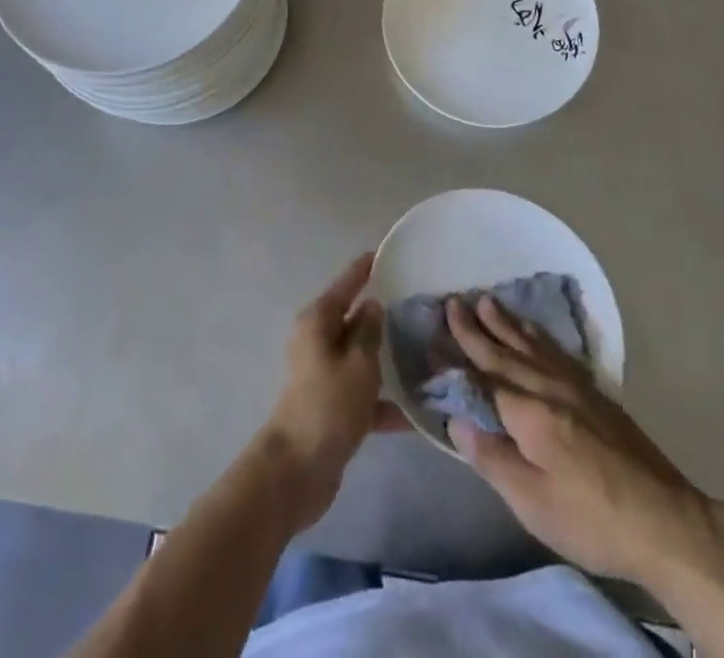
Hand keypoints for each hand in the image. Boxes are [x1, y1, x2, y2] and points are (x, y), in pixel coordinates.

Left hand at [257, 253, 405, 530]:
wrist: (297, 472)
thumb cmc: (329, 405)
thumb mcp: (358, 363)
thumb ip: (369, 332)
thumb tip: (372, 306)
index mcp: (318, 322)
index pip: (346, 285)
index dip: (364, 269)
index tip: (384, 253)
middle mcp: (318, 342)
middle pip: (354, 320)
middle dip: (382, 316)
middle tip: (418, 305)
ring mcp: (324, 376)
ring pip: (361, 358)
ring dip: (387, 361)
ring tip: (425, 354)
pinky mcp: (332, 408)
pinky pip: (363, 395)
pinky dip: (384, 403)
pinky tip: (417, 414)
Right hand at [446, 296, 723, 595]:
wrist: (664, 520)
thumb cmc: (591, 519)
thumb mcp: (533, 503)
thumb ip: (493, 458)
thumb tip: (457, 420)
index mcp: (530, 414)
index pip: (483, 380)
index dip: (456, 361)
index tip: (433, 339)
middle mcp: (550, 388)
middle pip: (506, 353)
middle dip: (476, 329)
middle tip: (453, 301)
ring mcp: (576, 387)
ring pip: (532, 345)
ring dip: (506, 324)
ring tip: (486, 301)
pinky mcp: (596, 394)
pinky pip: (556, 351)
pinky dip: (538, 336)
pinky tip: (534, 333)